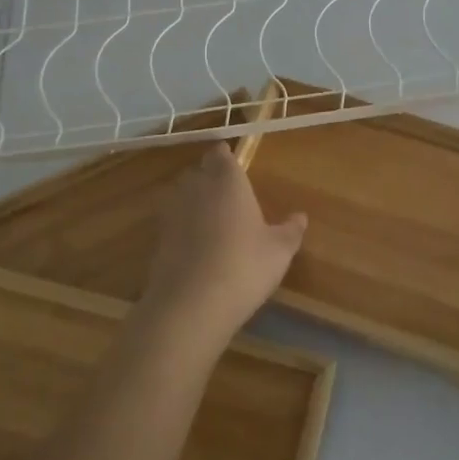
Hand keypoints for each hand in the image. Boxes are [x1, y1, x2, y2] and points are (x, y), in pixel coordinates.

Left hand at [135, 145, 307, 350]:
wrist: (190, 305)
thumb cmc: (244, 266)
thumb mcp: (279, 251)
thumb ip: (290, 230)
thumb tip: (300, 216)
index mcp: (227, 181)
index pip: (221, 154)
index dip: (226, 158)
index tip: (233, 163)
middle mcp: (196, 187)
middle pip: (199, 172)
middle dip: (210, 178)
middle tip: (229, 195)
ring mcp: (172, 212)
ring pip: (183, 196)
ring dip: (195, 202)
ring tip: (214, 221)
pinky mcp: (157, 238)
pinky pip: (173, 222)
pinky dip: (184, 228)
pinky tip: (198, 247)